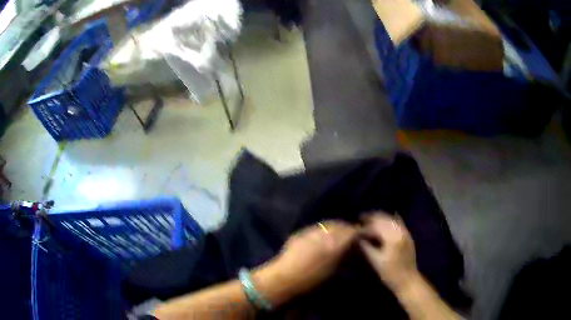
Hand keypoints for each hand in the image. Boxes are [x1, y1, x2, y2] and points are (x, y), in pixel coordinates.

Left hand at [259, 221, 357, 300]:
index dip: (360, 232)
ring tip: (338, 235)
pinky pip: (316, 228)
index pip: (353, 231)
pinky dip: (323, 230)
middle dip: (348, 228)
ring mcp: (311, 231)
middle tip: (352, 235)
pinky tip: (322, 237)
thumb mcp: (334, 271)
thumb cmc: (312, 281)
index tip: (364, 236)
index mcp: (336, 243)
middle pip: (341, 225)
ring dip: (335, 228)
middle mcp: (325, 233)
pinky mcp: (300, 233)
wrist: (284, 279)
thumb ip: (345, 256)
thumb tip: (352, 248)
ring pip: (328, 224)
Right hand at [359, 212, 417, 290]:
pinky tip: (385, 221)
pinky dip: (390, 220)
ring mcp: (405, 232)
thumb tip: (357, 238)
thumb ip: (366, 247)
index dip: (364, 226)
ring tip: (370, 219)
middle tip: (361, 219)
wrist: (407, 280)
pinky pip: (398, 223)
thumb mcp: (375, 261)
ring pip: (391, 219)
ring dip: (381, 218)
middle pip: (384, 219)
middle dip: (372, 218)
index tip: (355, 227)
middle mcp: (400, 231)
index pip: (375, 226)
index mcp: (391, 237)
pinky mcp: (408, 236)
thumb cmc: (389, 273)